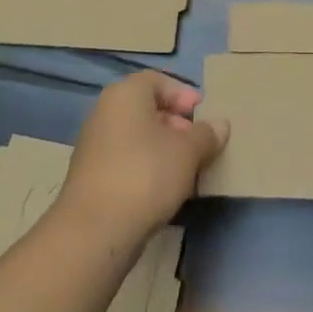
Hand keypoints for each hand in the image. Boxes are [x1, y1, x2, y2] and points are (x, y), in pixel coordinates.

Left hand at [56, 71, 225, 245]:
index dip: (183, 94)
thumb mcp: (188, 151)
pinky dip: (148, 168)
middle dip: (177, 124)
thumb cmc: (146, 174)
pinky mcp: (92, 178)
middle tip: (199, 144)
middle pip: (147, 109)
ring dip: (164, 149)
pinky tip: (166, 190)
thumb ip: (207, 134)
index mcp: (124, 95)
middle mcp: (104, 113)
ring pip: (138, 138)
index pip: (157, 80)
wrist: (95, 231)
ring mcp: (94, 146)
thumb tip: (220, 124)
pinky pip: (127, 161)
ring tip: (188, 170)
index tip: (203, 115)